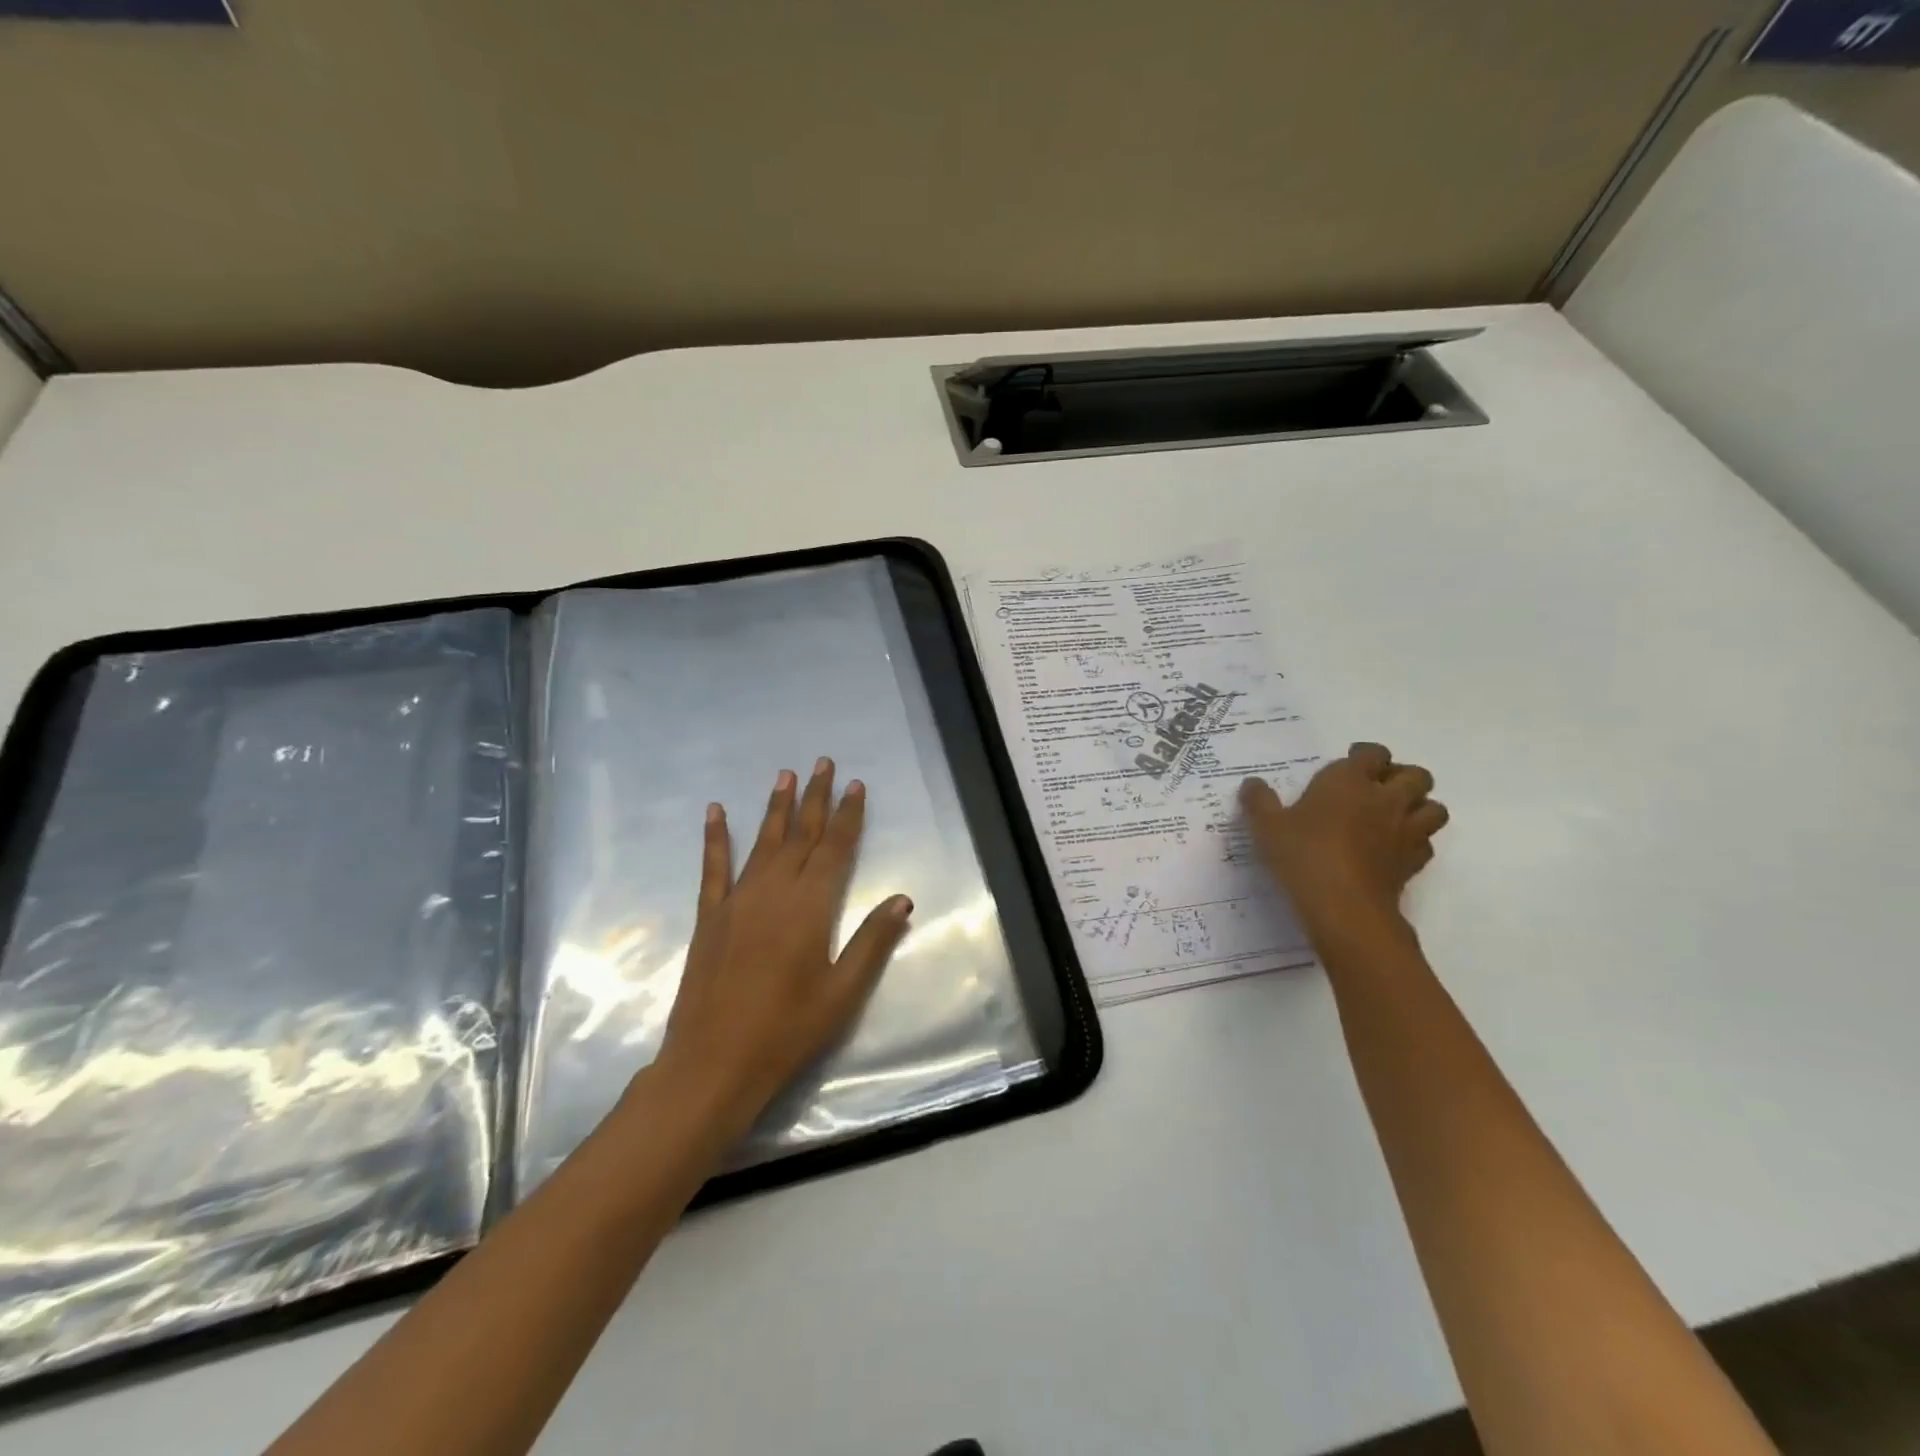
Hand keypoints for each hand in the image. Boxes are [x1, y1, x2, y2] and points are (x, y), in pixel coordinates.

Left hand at [653, 758, 913, 1137]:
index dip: (849, 815)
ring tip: (785, 774)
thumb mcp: (843, 993)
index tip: (856, 784)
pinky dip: (715, 837)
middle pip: (801, 834)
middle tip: (823, 763)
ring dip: (775, 806)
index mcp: (811, 907)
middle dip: (815, 797)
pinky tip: (715, 811)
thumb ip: (872, 941)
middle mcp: (774, 891)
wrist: (713, 1063)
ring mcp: (738, 900)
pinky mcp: (710, 916)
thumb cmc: (787, 1031)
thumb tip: (903, 899)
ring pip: (762, 842)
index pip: (836, 848)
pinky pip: (713, 867)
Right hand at [1240, 742, 1448, 951]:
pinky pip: (1427, 842)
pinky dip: (1417, 841)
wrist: (1343, 904)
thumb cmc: (1302, 854)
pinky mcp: (1414, 861)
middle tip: (1379, 787)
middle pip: (1416, 775)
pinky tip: (1395, 849)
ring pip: (1434, 807)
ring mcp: (1405, 830)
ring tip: (1396, 815)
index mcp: (1349, 780)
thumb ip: (1259, 801)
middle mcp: (1385, 798)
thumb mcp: (1266, 825)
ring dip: (1420, 807)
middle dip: (1402, 776)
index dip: (1365, 754)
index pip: (1373, 753)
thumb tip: (1252, 783)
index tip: (1351, 760)